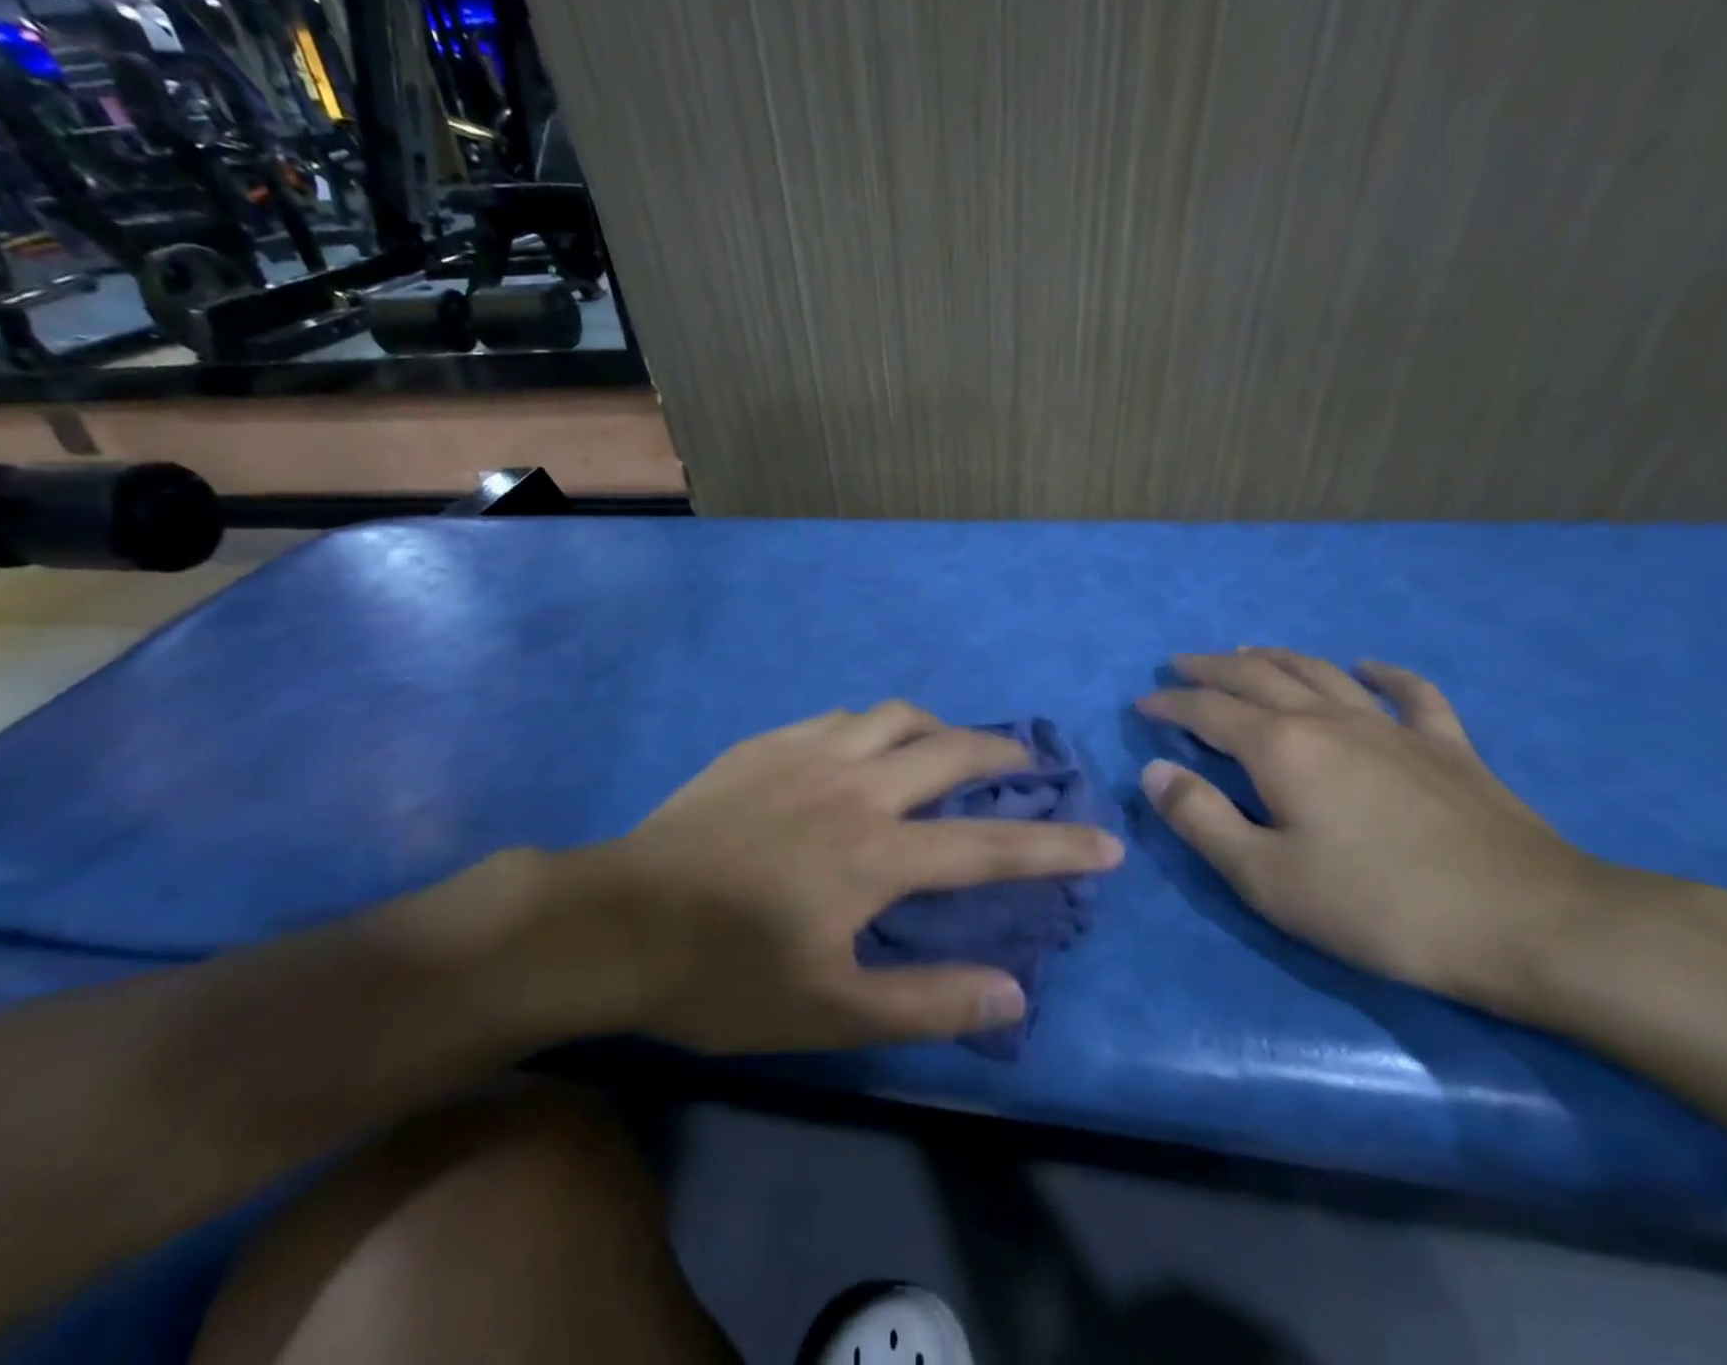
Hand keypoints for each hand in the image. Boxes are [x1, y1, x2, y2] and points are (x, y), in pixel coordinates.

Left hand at [561, 703, 1120, 1053]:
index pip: (991, 845)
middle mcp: (856, 788)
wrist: (620, 919)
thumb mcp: (830, 1011)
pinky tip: (863, 747)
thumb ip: (926, 1001)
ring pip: (896, 715)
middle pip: (952, 750)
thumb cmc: (724, 974)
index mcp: (877, 854)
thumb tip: (1015, 992)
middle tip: (1026, 763)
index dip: (1056, 845)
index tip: (1106, 839)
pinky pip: (840, 717)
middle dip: (1003, 753)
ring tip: (947, 748)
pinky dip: (873, 727)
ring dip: (937, 727)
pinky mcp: (767, 743)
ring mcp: (808, 755)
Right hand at [1136, 649, 1652, 1016]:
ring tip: (1248, 652)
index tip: (1142, 704)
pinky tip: (1370, 666)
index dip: (1170, 703)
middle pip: (1258, 677)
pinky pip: (1412, 695)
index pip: (1208, 711)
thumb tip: (1154, 771)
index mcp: (1281, 748)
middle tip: (1180, 664)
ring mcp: (1392, 729)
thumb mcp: (1265, 877)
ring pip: (1321, 673)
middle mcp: (1329, 721)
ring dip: (1276, 657)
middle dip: (1211, 668)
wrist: (1531, 923)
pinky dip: (1385, 675)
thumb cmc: (1379, 906)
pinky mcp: (1447, 748)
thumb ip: (1201, 819)